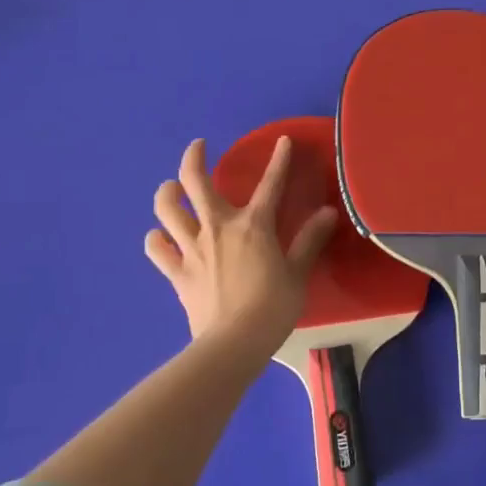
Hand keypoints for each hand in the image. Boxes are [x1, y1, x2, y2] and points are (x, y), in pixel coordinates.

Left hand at [145, 137, 338, 351]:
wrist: (234, 344)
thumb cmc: (272, 308)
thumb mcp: (298, 273)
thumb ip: (310, 240)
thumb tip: (328, 212)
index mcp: (252, 225)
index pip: (269, 184)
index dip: (279, 160)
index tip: (283, 141)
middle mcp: (217, 227)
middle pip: (194, 181)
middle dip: (194, 157)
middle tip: (199, 147)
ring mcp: (192, 248)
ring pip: (167, 209)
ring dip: (167, 193)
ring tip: (172, 189)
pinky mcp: (177, 272)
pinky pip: (157, 249)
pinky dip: (157, 239)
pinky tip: (162, 237)